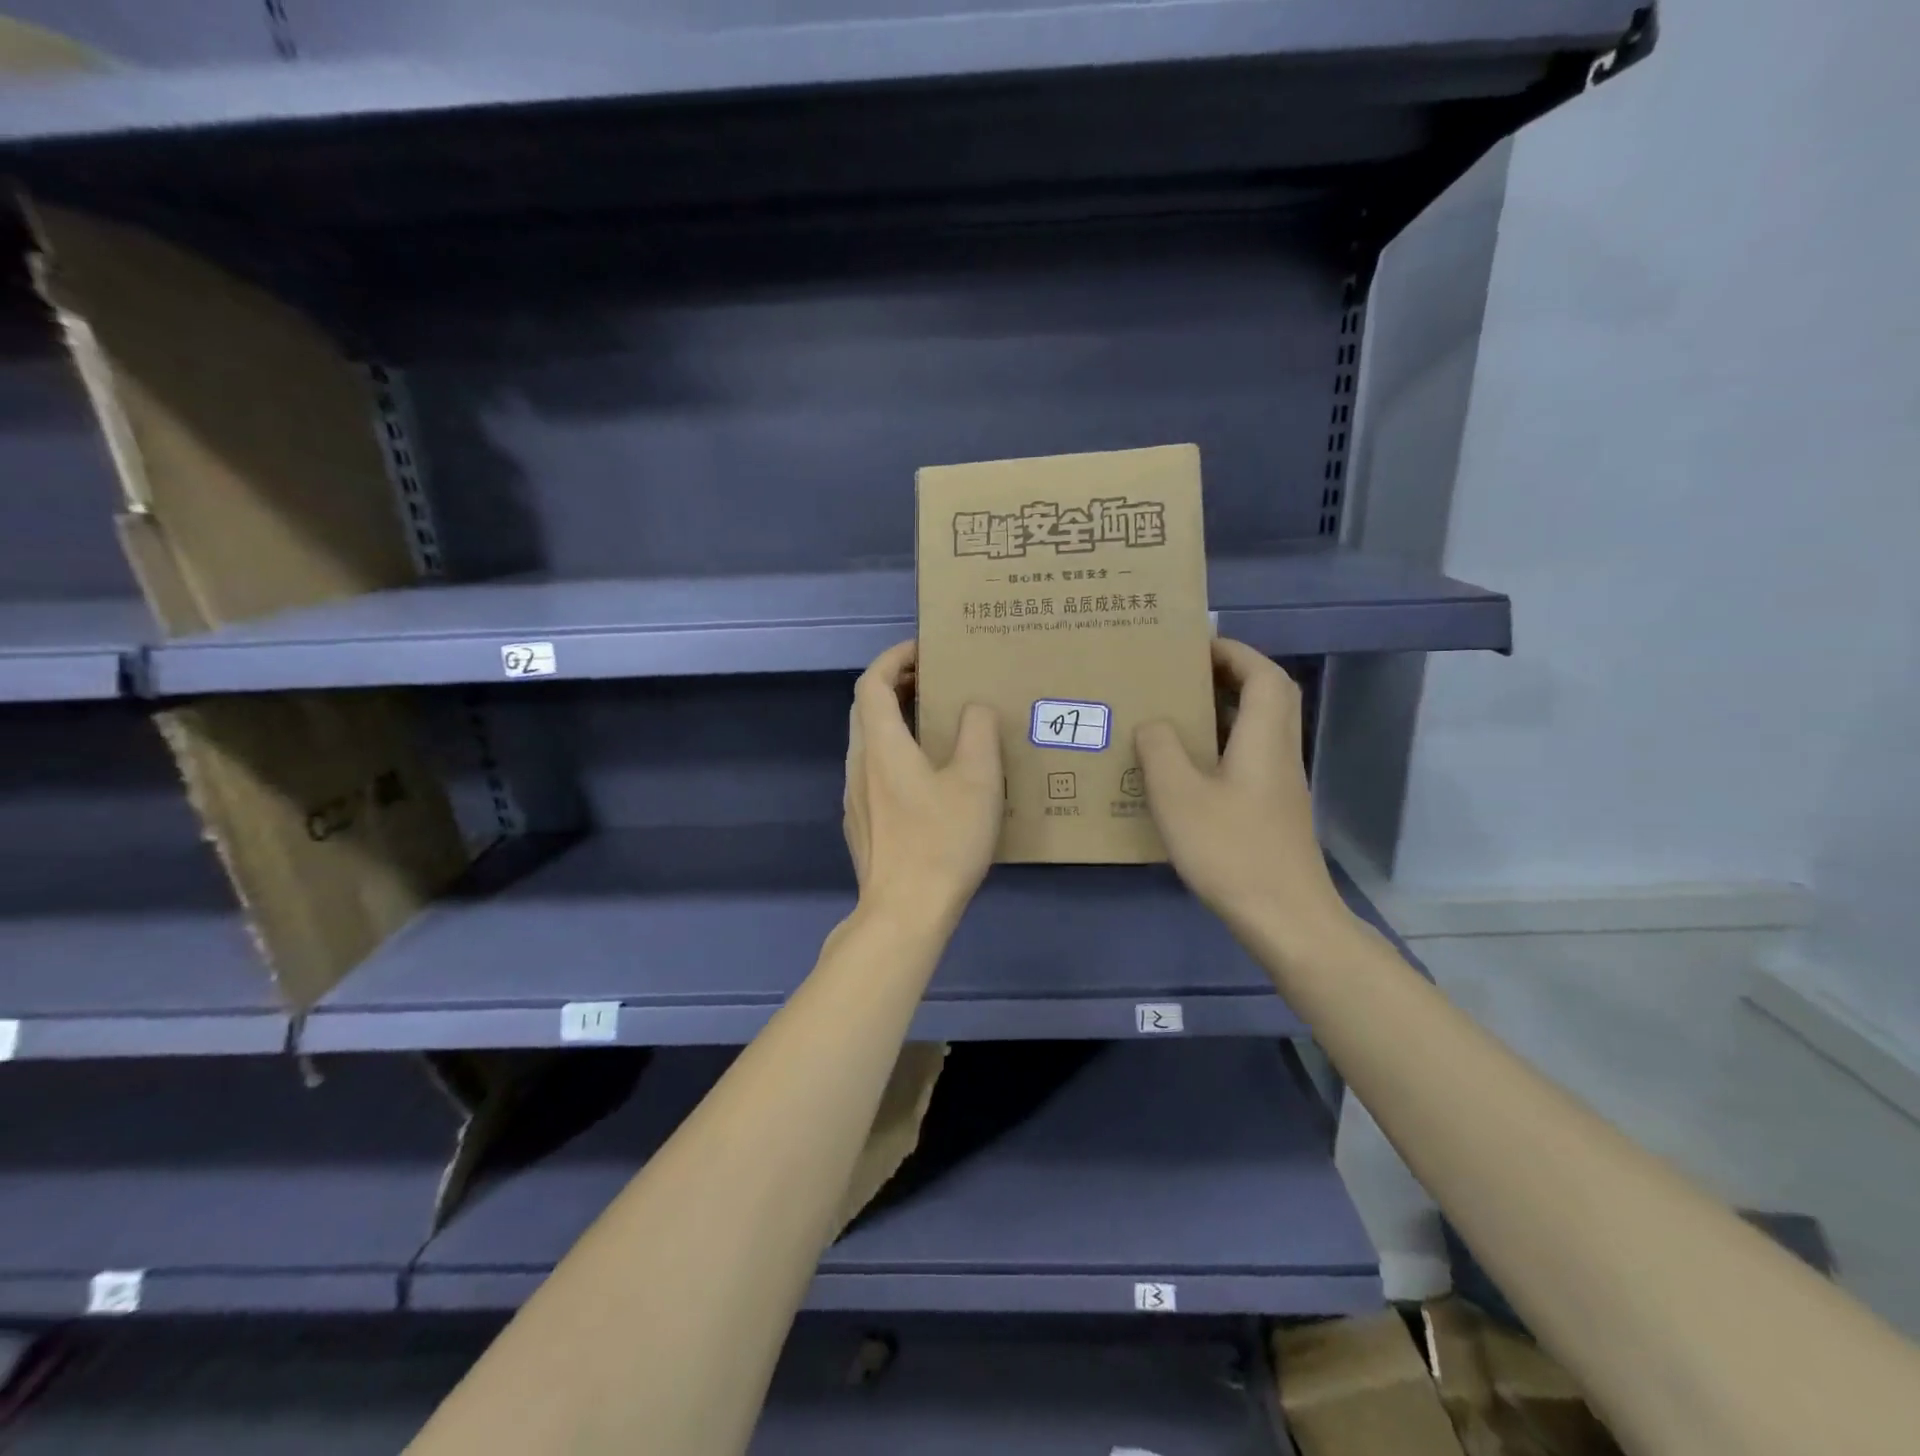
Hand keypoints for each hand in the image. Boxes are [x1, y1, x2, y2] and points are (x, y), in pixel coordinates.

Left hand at [844, 641, 1002, 926]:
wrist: (903, 913)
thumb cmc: (941, 841)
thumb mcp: (977, 781)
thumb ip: (978, 732)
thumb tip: (973, 709)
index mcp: (881, 745)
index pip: (872, 682)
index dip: (894, 658)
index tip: (924, 651)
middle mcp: (858, 765)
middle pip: (866, 709)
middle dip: (896, 686)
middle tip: (934, 683)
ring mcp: (854, 797)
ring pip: (868, 741)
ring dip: (895, 721)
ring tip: (935, 725)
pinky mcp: (861, 824)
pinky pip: (873, 771)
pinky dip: (894, 753)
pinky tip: (926, 778)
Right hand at [1136, 638, 1349, 940]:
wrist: (1285, 918)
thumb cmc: (1231, 849)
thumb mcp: (1179, 795)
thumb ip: (1161, 750)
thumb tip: (1154, 724)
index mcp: (1264, 739)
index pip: (1263, 675)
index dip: (1234, 652)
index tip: (1195, 647)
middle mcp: (1279, 754)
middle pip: (1268, 698)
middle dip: (1229, 676)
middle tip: (1183, 677)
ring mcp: (1279, 786)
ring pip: (1259, 730)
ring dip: (1225, 713)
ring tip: (1176, 716)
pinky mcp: (1272, 812)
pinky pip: (1248, 760)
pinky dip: (1221, 749)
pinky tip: (1186, 770)